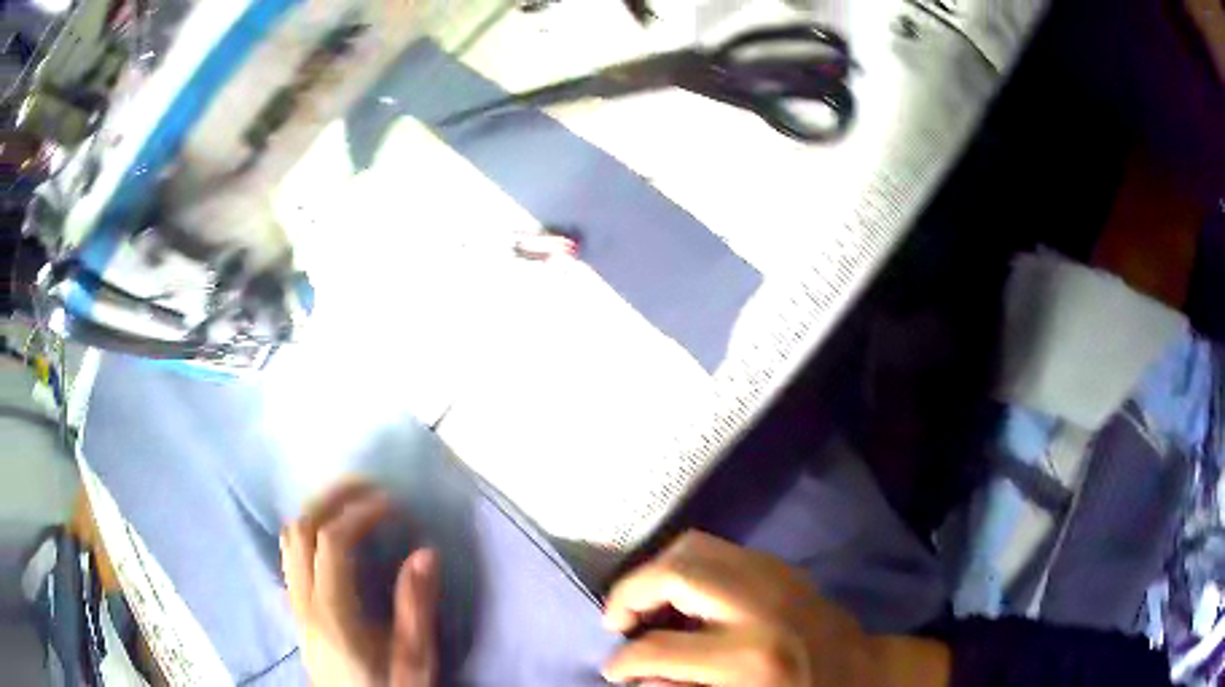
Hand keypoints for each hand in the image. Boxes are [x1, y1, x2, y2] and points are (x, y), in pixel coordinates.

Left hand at [281, 482, 438, 686]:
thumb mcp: (414, 660)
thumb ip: (415, 607)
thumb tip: (425, 552)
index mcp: (333, 612)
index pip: (333, 542)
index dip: (360, 512)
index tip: (393, 503)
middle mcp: (305, 601)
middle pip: (301, 530)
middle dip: (332, 497)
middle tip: (368, 487)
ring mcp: (295, 605)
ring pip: (289, 541)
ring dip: (316, 511)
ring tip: (350, 504)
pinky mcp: (296, 611)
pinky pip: (290, 557)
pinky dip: (307, 533)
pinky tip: (331, 539)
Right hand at [603, 531, 948, 686]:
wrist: (863, 674)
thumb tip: (637, 676)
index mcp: (747, 659)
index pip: (659, 649)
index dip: (623, 660)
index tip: (613, 667)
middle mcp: (758, 608)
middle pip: (675, 575)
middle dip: (630, 594)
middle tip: (618, 620)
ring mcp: (774, 578)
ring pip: (694, 547)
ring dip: (657, 572)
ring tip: (646, 603)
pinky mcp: (782, 567)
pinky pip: (719, 549)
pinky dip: (688, 565)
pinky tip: (685, 595)